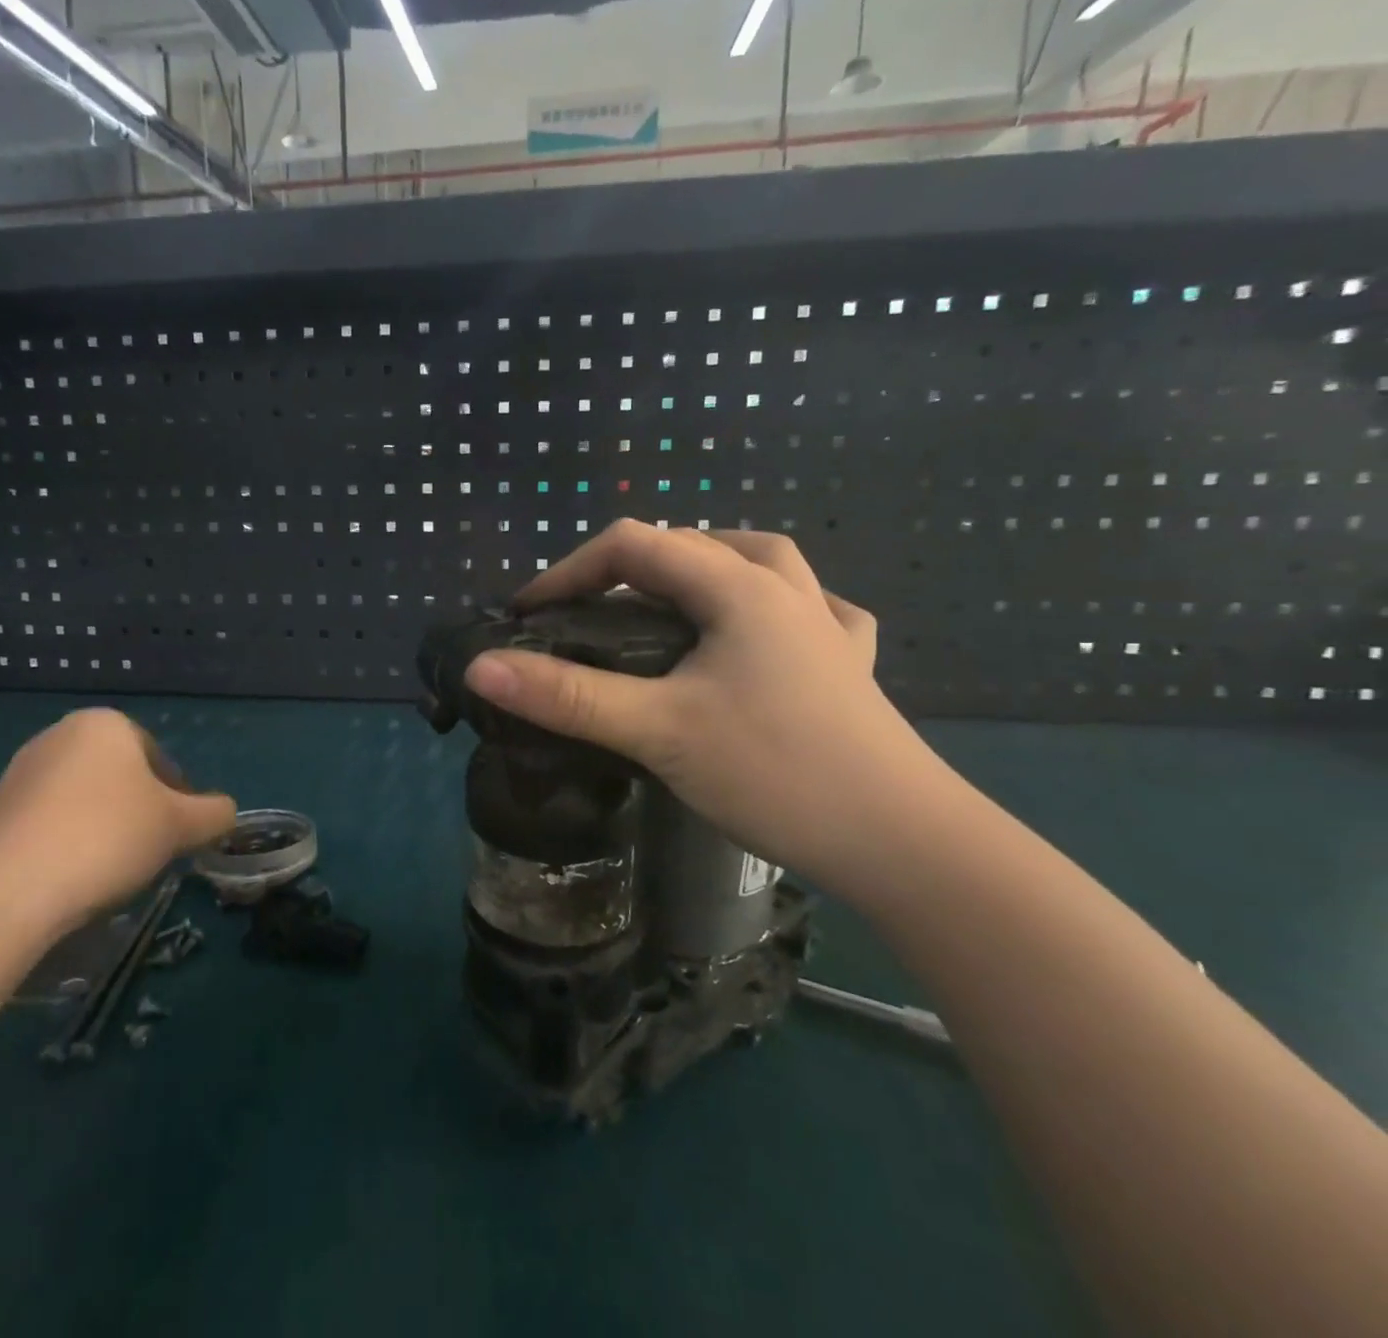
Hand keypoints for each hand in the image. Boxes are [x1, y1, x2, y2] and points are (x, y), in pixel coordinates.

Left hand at [0, 709, 235, 933]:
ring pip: (85, 800)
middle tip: (150, 853)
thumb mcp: (180, 825)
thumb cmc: (108, 836)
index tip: (178, 835)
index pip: (159, 759)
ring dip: (105, 828)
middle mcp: (60, 736)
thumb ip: (213, 813)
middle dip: (140, 812)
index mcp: (106, 724)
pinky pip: (49, 822)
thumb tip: (226, 812)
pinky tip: (73, 877)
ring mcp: (21, 772)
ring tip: (111, 871)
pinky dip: (69, 843)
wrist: (6, 889)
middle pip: (121, 777)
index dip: (178, 799)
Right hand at [463, 520, 958, 892]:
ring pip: (757, 564)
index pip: (635, 546)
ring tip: (666, 602)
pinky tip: (765, 631)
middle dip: (626, 570)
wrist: (906, 845)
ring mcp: (827, 627)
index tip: (527, 614)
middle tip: (586, 615)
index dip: (570, 571)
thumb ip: (567, 696)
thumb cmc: (777, 772)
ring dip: (702, 569)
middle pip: (693, 544)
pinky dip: (772, 607)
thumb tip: (482, 667)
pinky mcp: (850, 667)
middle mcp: (786, 590)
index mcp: (739, 587)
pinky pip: (808, 611)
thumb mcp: (657, 731)